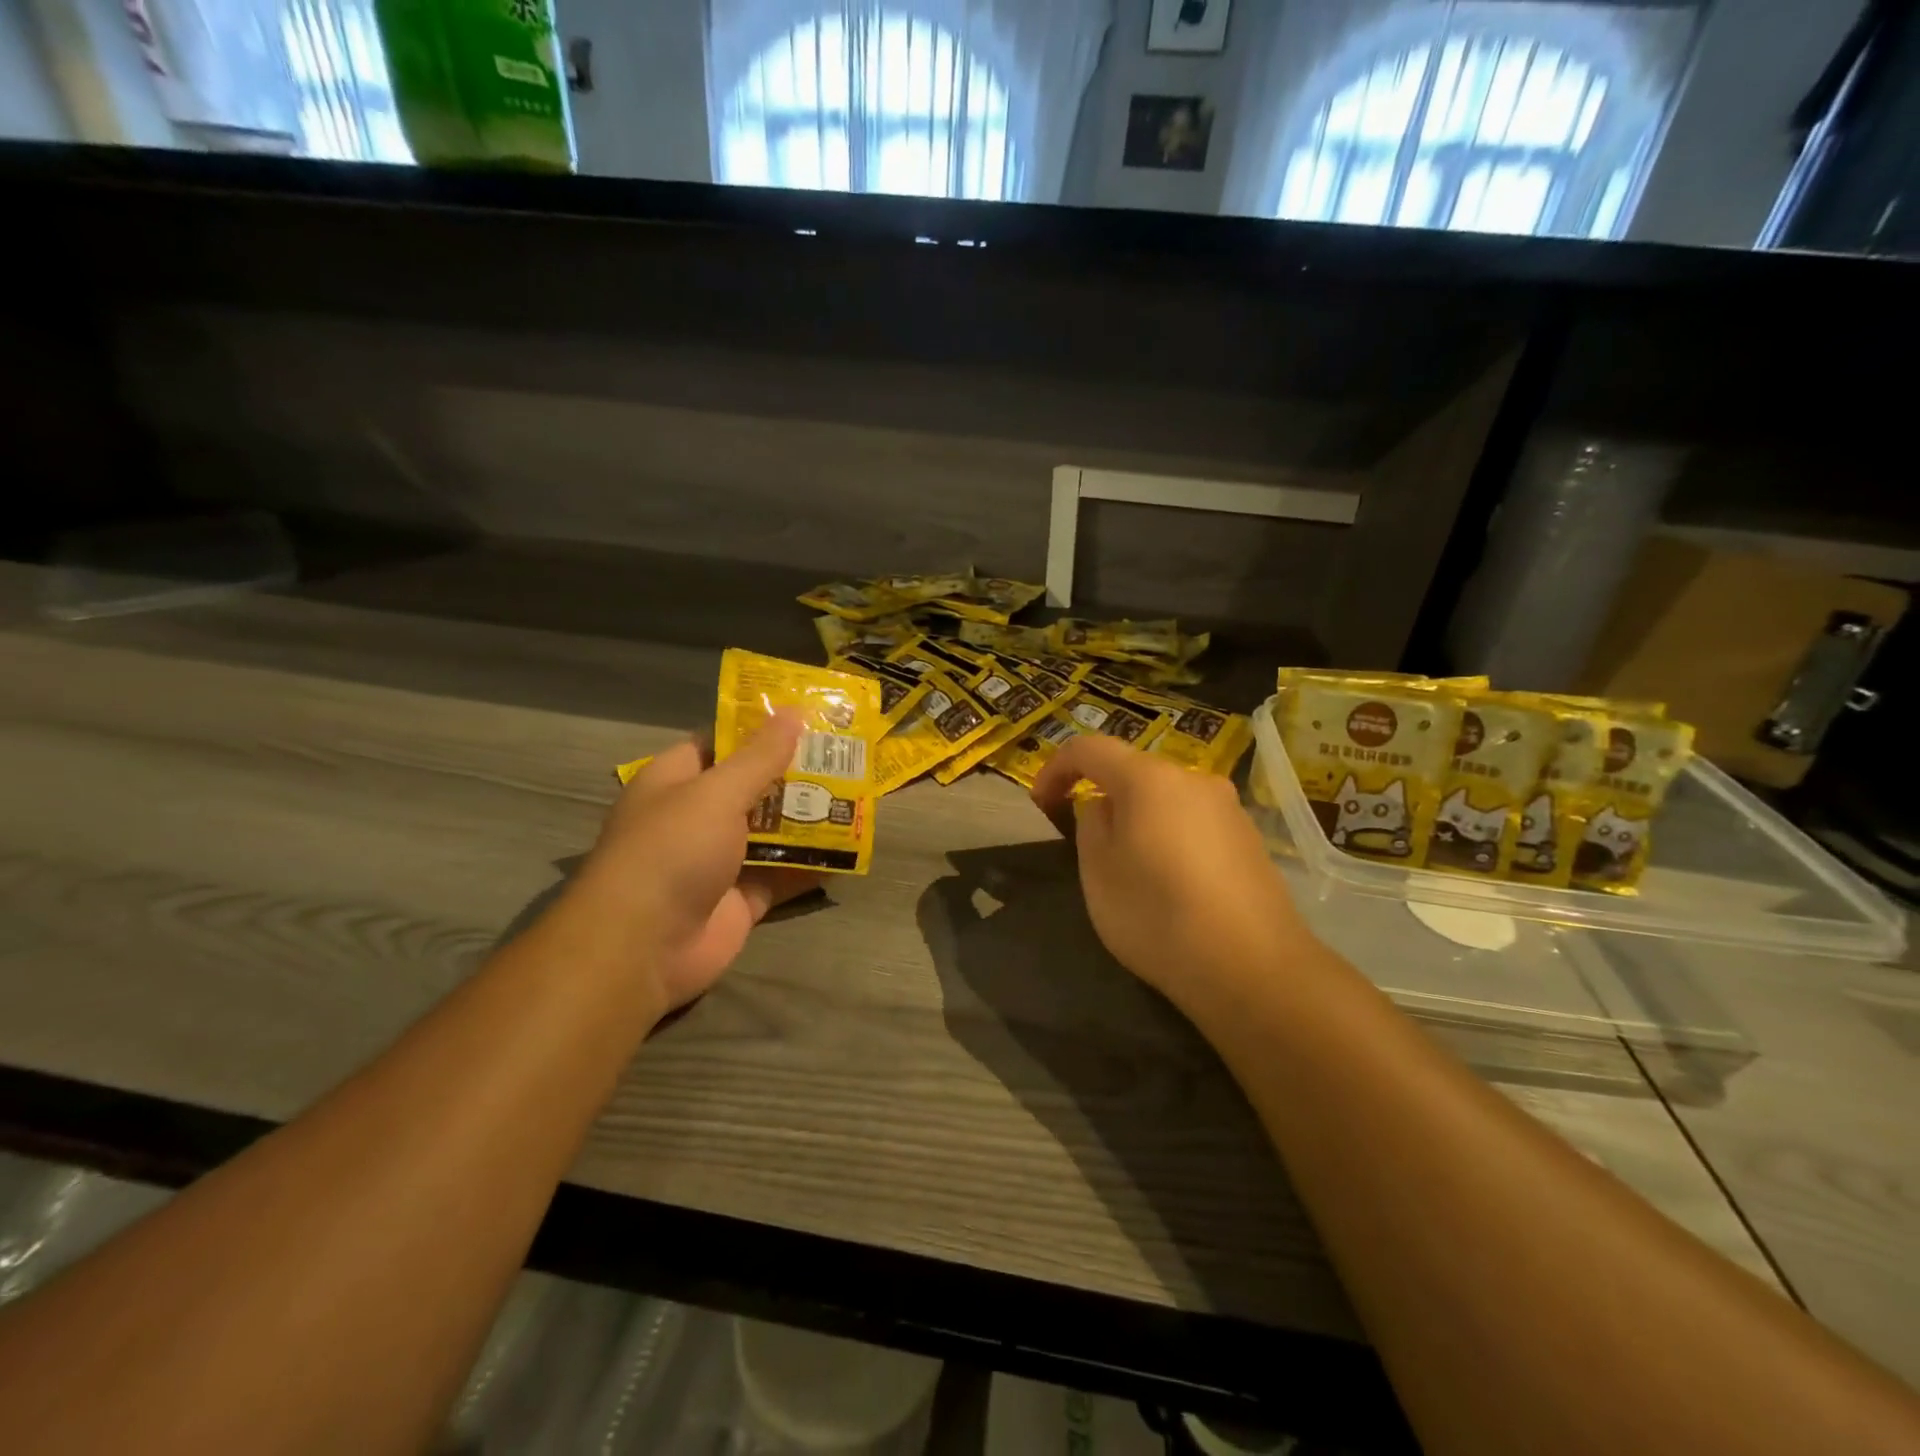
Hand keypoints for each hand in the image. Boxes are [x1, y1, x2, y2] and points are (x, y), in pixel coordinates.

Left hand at [572, 713, 821, 1015]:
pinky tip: (850, 848)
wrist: (644, 948)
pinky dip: (811, 864)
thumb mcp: (717, 793)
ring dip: (809, 817)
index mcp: (677, 781)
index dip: (759, 728)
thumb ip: (759, 756)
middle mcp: (696, 817)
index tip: (807, 717)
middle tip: (847, 755)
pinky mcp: (741, 899)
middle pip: (752, 787)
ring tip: (858, 794)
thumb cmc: (672, 851)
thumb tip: (792, 711)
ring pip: (771, 831)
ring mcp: (719, 861)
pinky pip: (783, 874)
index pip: (720, 743)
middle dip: (795, 773)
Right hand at [1031, 736, 1313, 1012]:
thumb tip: (1106, 808)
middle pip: (1134, 773)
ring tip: (1132, 871)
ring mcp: (1229, 809)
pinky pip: (1195, 825)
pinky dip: (1171, 840)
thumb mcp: (1098, 872)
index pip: (1090, 749)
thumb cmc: (1157, 915)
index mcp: (1149, 778)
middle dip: (1103, 798)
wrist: (1254, 969)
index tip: (1041, 805)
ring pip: (1167, 801)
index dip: (1056, 769)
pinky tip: (1173, 887)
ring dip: (1139, 821)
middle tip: (1087, 846)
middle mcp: (1194, 779)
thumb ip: (1091, 825)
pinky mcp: (1250, 840)